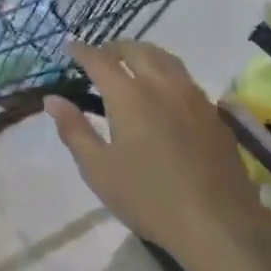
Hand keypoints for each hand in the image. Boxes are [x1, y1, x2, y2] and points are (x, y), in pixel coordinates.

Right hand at [45, 40, 263, 262]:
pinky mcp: (214, 114)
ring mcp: (193, 97)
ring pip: (166, 59)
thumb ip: (74, 130)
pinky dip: (166, 72)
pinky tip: (163, 92)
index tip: (70, 46)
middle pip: (137, 50)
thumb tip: (53, 99)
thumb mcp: (98, 169)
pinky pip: (185, 78)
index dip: (82, 51)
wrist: (218, 223)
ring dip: (143, 54)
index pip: (100, 61)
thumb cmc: (149, 198)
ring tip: (131, 65)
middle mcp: (162, 85)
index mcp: (129, 96)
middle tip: (99, 56)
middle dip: (114, 48)